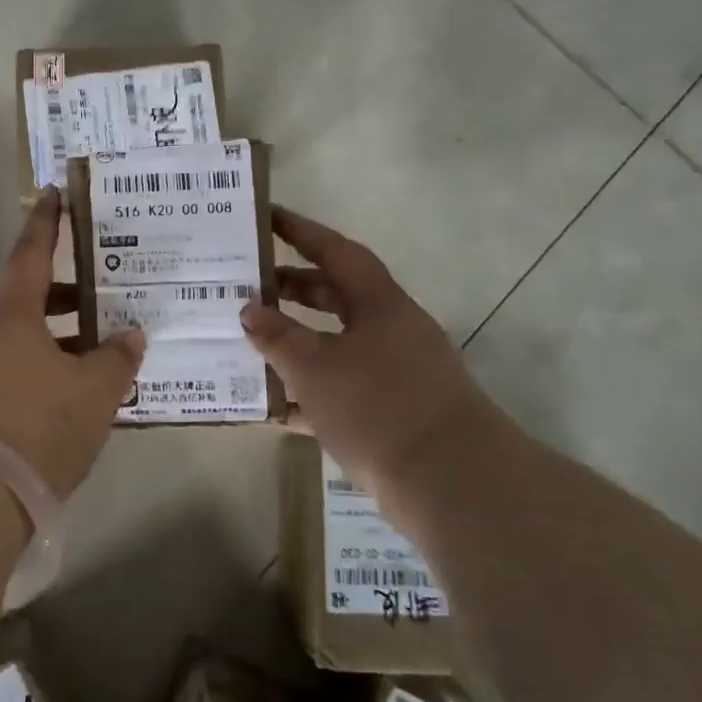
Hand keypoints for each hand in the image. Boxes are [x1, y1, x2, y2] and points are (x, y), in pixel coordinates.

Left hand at [0, 189, 145, 498]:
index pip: (32, 251)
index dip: (47, 221)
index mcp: (12, 311)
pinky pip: (12, 364)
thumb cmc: (37, 421)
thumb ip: (116, 359)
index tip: (54, 193)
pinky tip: (72, 387)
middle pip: (23, 293)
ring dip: (53, 332)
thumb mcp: (94, 390)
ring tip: (95, 345)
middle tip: (95, 288)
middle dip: (59, 289)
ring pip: (19, 333)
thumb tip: (131, 337)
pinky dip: (42, 362)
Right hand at [241, 205, 490, 490]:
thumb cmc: (378, 407)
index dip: (300, 230)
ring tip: (251, 340)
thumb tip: (249, 309)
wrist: (453, 485)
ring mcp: (396, 372)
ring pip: (336, 343)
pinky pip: (342, 387)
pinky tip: (274, 404)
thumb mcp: (315, 367)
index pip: (335, 251)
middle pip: (336, 295)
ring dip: (297, 340)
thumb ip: (277, 335)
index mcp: (379, 304)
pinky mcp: (394, 412)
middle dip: (292, 287)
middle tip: (249, 284)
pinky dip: (309, 390)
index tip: (266, 216)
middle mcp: (391, 329)